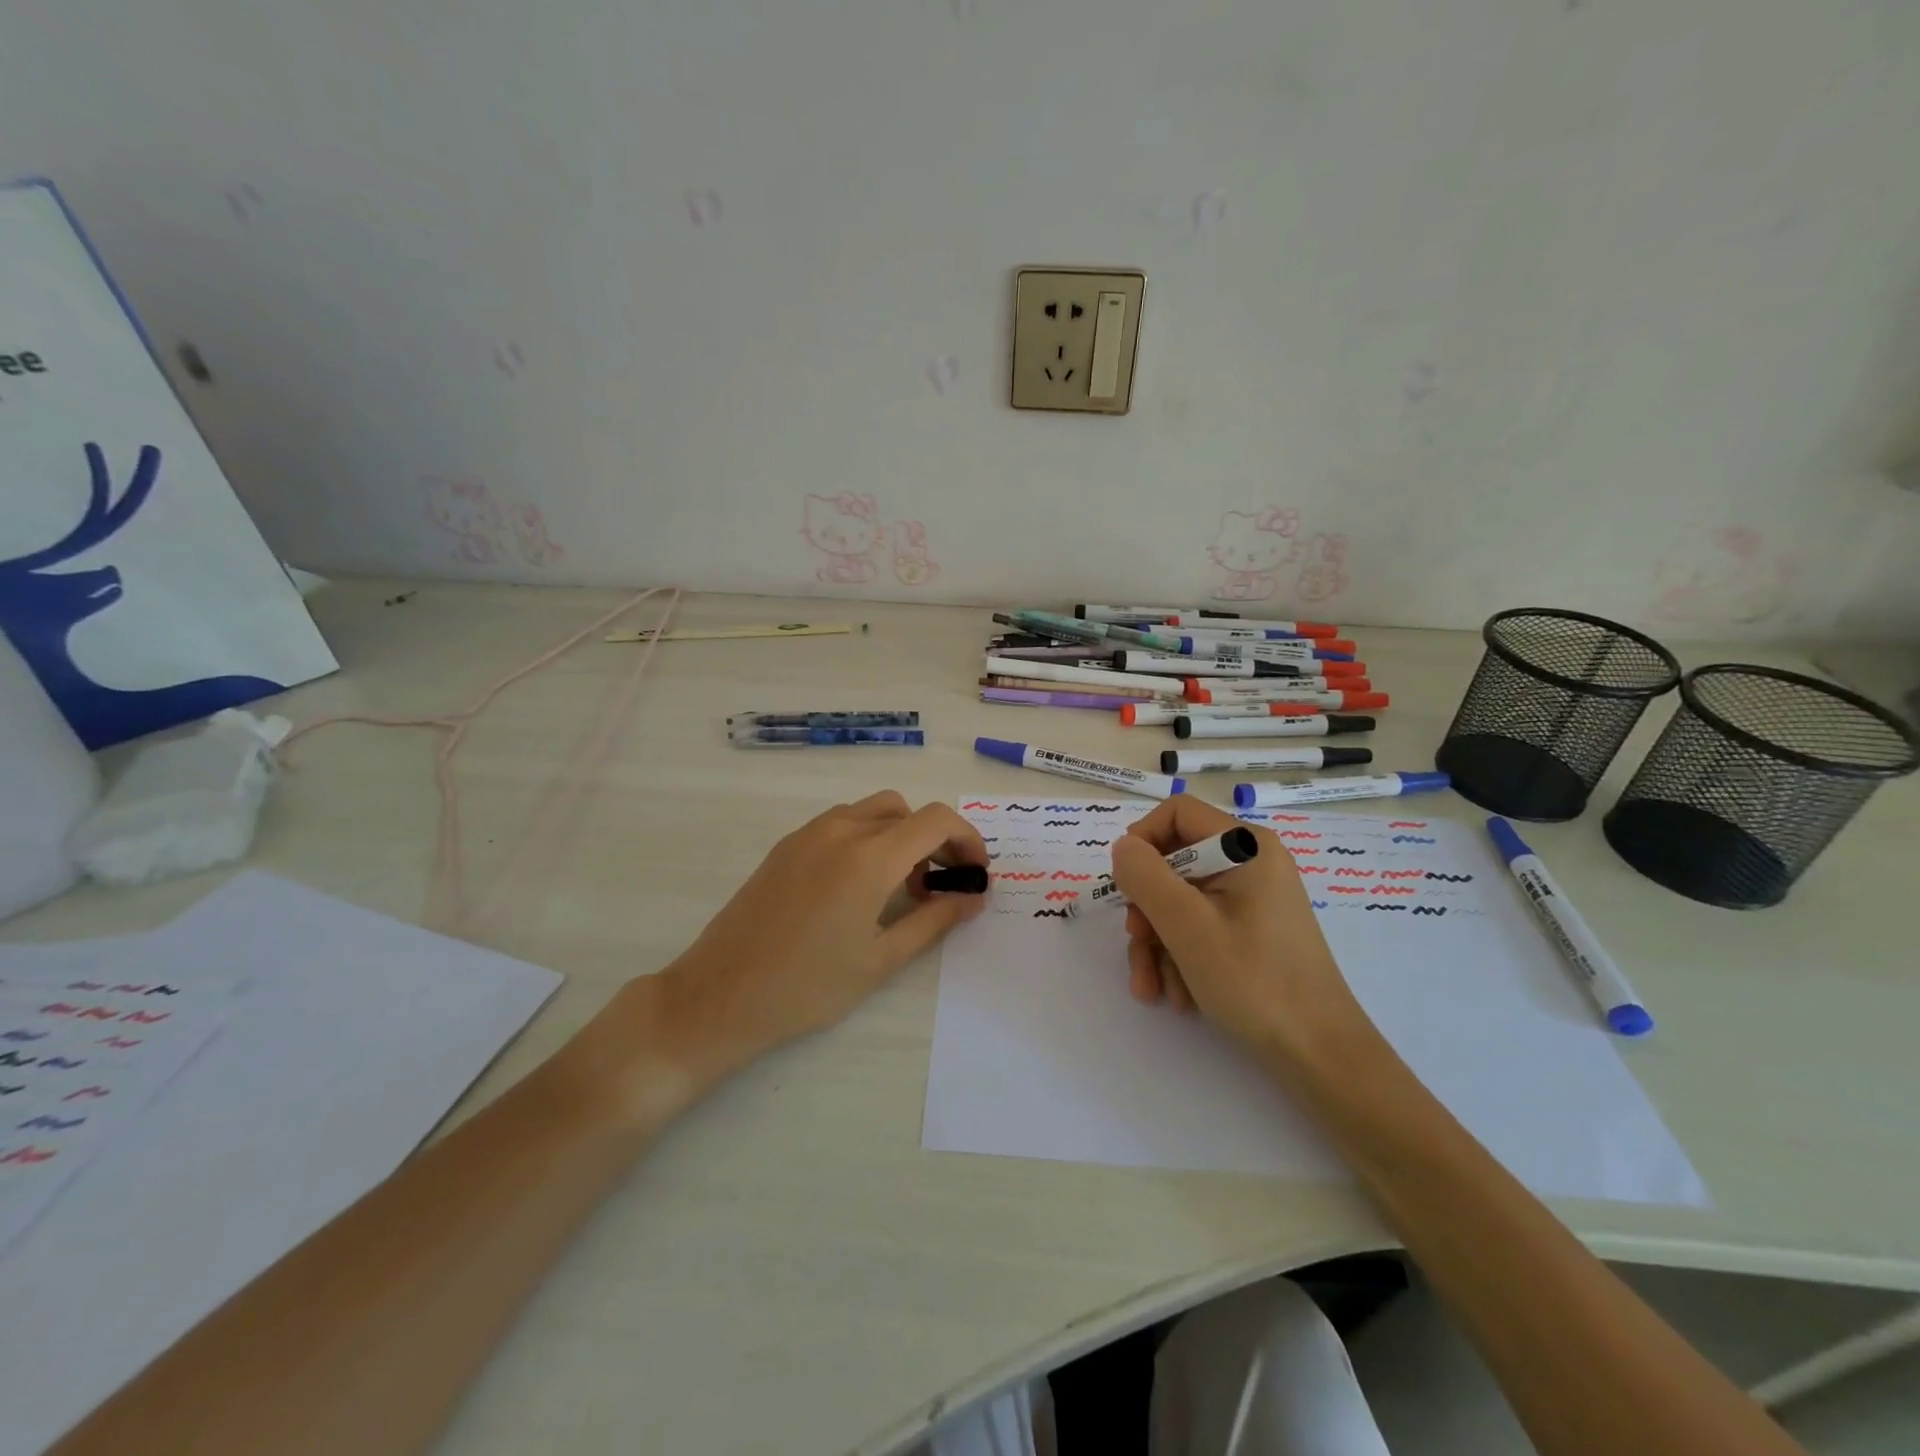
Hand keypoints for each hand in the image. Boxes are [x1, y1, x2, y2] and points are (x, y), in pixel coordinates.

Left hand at [649, 791, 987, 1082]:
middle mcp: (840, 831)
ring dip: (900, 837)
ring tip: (900, 889)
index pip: (935, 820)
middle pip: (906, 811)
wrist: (718, 996)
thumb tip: (973, 898)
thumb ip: (934, 920)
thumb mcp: (880, 960)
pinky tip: (860, 887)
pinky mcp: (787, 845)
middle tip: (941, 886)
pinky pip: (842, 823)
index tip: (975, 873)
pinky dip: (868, 839)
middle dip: (935, 840)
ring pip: (873, 812)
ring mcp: (808, 834)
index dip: (967, 839)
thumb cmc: (806, 987)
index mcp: (868, 857)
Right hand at [1111, 796, 1368, 1062]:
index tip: (1125, 885)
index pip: (1176, 813)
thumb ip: (1146, 876)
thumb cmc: (1254, 982)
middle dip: (1146, 910)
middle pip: (1173, 864)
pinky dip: (1179, 958)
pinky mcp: (1250, 933)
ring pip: (1180, 903)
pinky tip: (1177, 996)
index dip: (1142, 841)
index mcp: (1245, 847)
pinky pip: (1199, 929)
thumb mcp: (1187, 926)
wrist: (1320, 1056)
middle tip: (1138, 945)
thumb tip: (1123, 847)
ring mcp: (1251, 900)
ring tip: (1152, 989)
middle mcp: (1250, 864)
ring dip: (1157, 944)